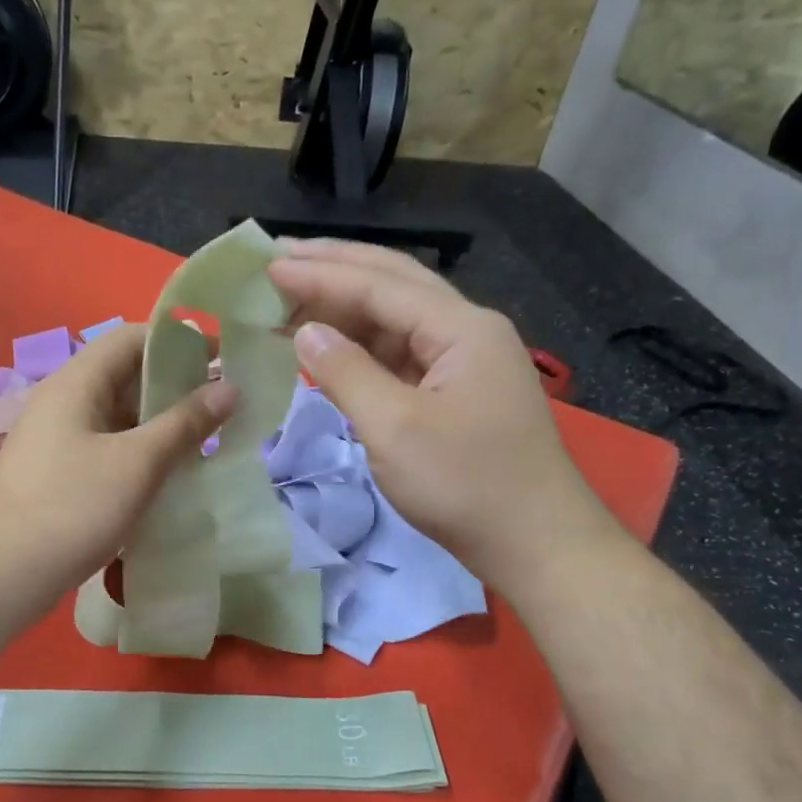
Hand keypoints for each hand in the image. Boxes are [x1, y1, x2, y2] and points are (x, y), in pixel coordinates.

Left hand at [0, 325, 237, 619]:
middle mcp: (65, 401)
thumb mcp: (138, 463)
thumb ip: (185, 423)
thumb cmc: (73, 508)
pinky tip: (170, 473)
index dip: (178, 341)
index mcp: (77, 382)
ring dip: (161, 422)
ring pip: (120, 415)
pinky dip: (141, 451)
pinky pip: (109, 445)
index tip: (222, 358)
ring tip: (207, 440)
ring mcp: (59, 438)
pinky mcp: (61, 471)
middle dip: (176, 386)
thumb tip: (230, 387)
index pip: (132, 337)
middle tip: (223, 406)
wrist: (4, 574)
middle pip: (126, 375)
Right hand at [269, 239, 613, 582]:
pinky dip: (362, 348)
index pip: (379, 285)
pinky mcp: (455, 394)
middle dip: (336, 269)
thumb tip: (306, 333)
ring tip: (292, 300)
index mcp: (461, 328)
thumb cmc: (464, 484)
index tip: (268, 266)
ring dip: (345, 309)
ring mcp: (463, 363)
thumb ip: (346, 373)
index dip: (320, 275)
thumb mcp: (395, 428)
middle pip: (394, 285)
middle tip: (280, 259)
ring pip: (396, 320)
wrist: (533, 542)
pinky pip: (401, 355)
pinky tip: (331, 346)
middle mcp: (466, 331)